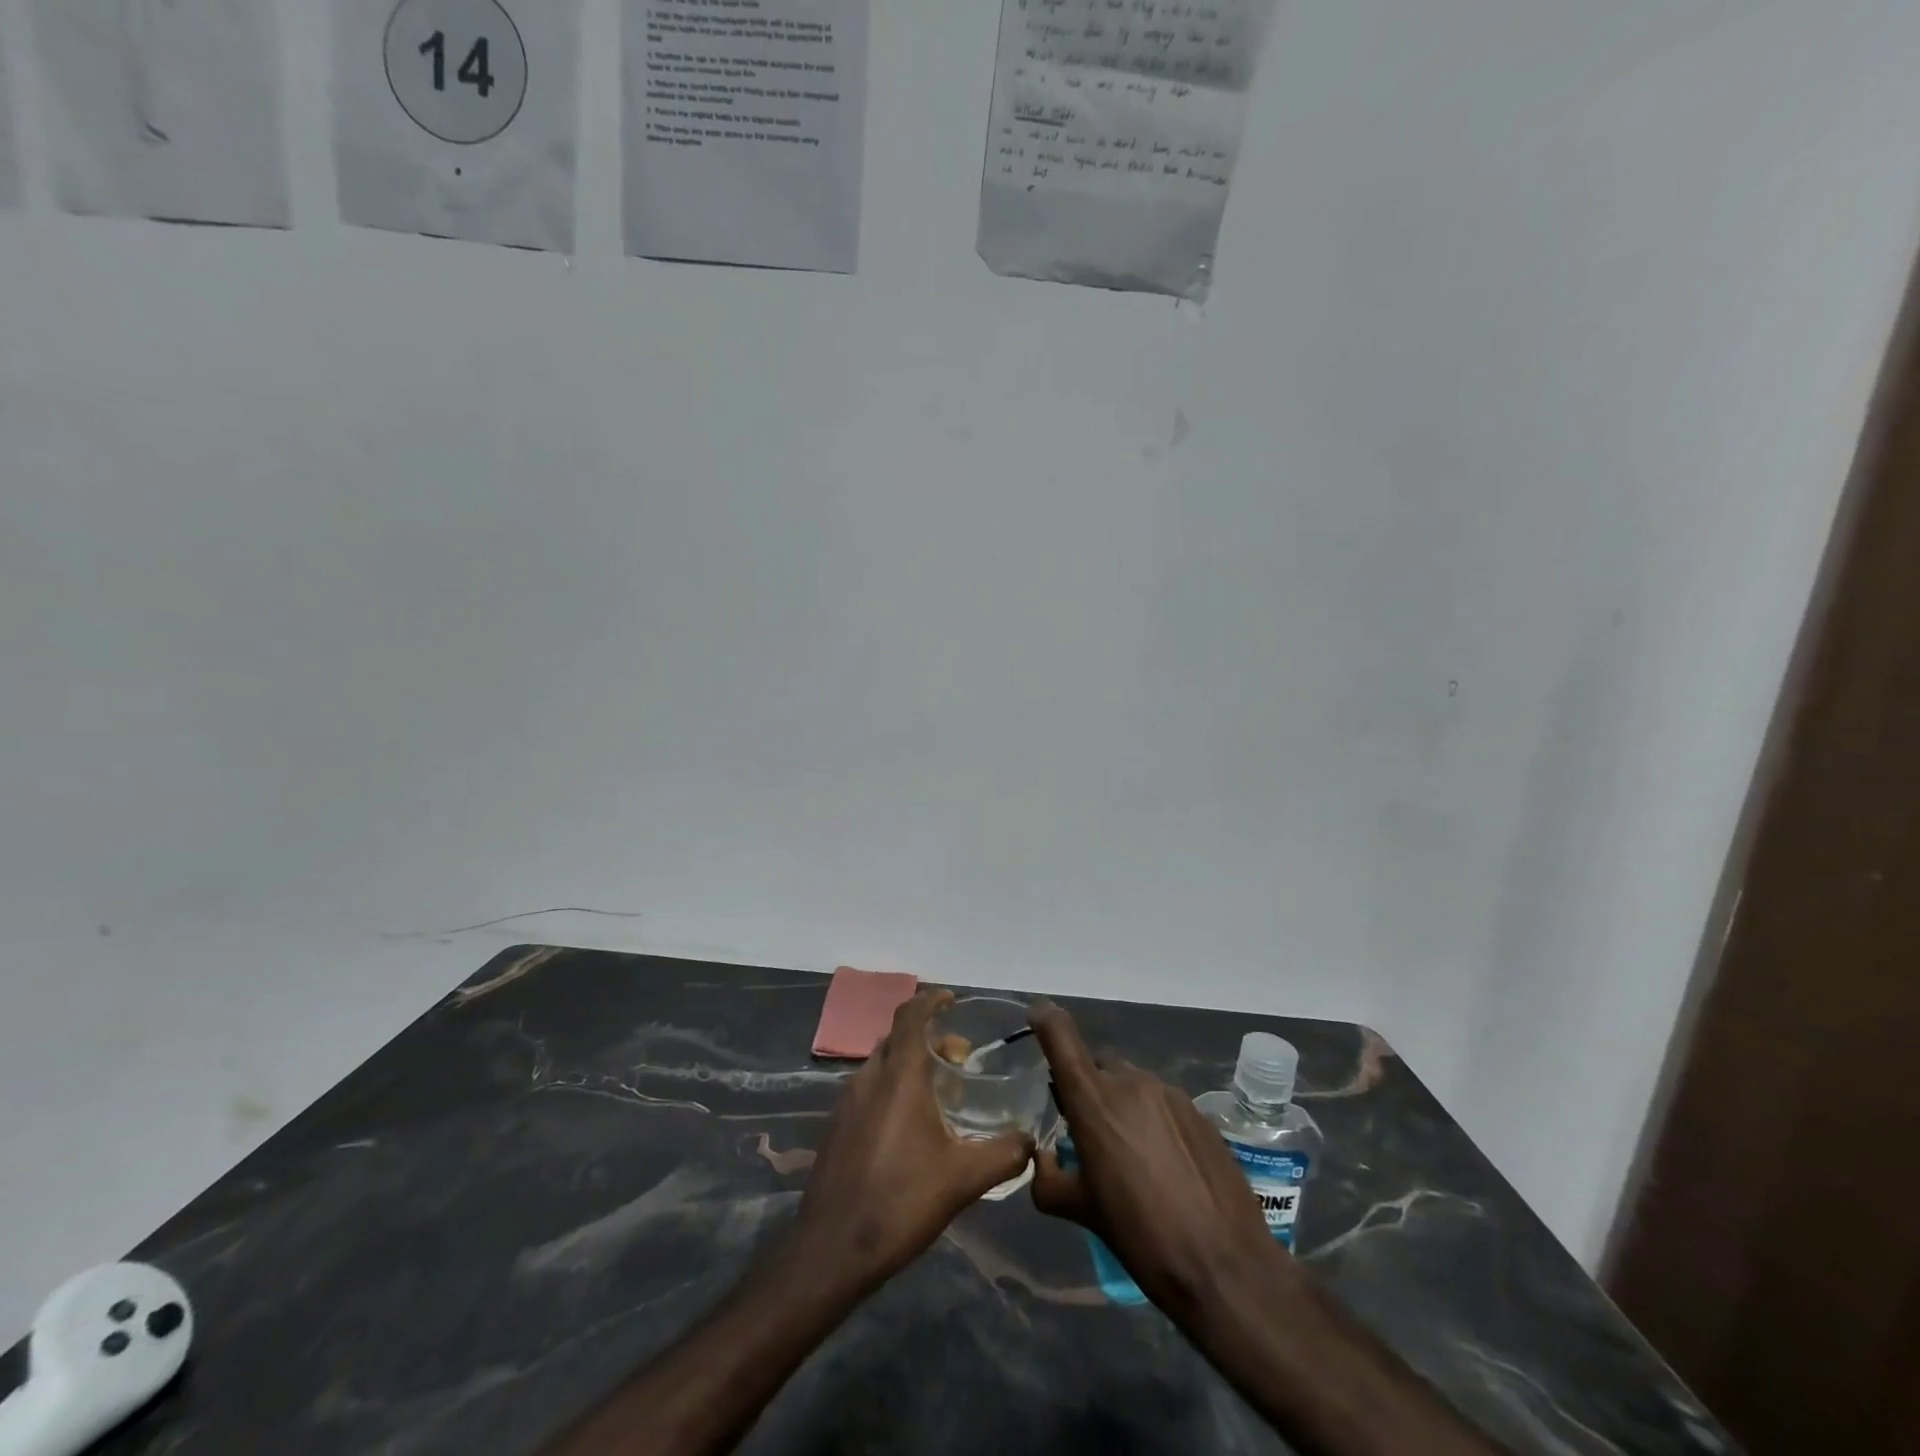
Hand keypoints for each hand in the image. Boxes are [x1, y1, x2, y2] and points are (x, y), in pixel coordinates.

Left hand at [792, 987, 1033, 1294]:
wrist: (831, 1250)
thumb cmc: (900, 1201)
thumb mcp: (963, 1180)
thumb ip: (1003, 1155)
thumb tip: (1031, 1142)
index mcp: (899, 1076)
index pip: (911, 1015)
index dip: (931, 1000)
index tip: (952, 1000)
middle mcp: (869, 1078)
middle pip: (897, 1038)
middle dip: (928, 1037)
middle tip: (958, 1058)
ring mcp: (846, 1102)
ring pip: (881, 1064)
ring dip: (909, 1064)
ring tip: (938, 1092)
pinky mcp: (835, 1127)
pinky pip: (867, 1089)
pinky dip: (890, 1087)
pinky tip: (908, 1126)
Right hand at [1029, 997, 1288, 1320]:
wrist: (1227, 1266)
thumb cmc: (1142, 1237)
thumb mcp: (1083, 1213)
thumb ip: (1050, 1179)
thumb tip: (1043, 1160)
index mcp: (1093, 1099)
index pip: (1060, 1034)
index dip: (1045, 1019)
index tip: (1037, 1016)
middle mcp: (1130, 1082)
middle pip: (1097, 1066)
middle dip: (1087, 1088)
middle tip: (1087, 1132)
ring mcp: (1169, 1094)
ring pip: (1131, 1084)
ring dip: (1121, 1107)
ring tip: (1129, 1156)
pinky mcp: (1199, 1112)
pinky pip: (1162, 1104)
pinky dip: (1152, 1122)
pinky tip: (1163, 1166)